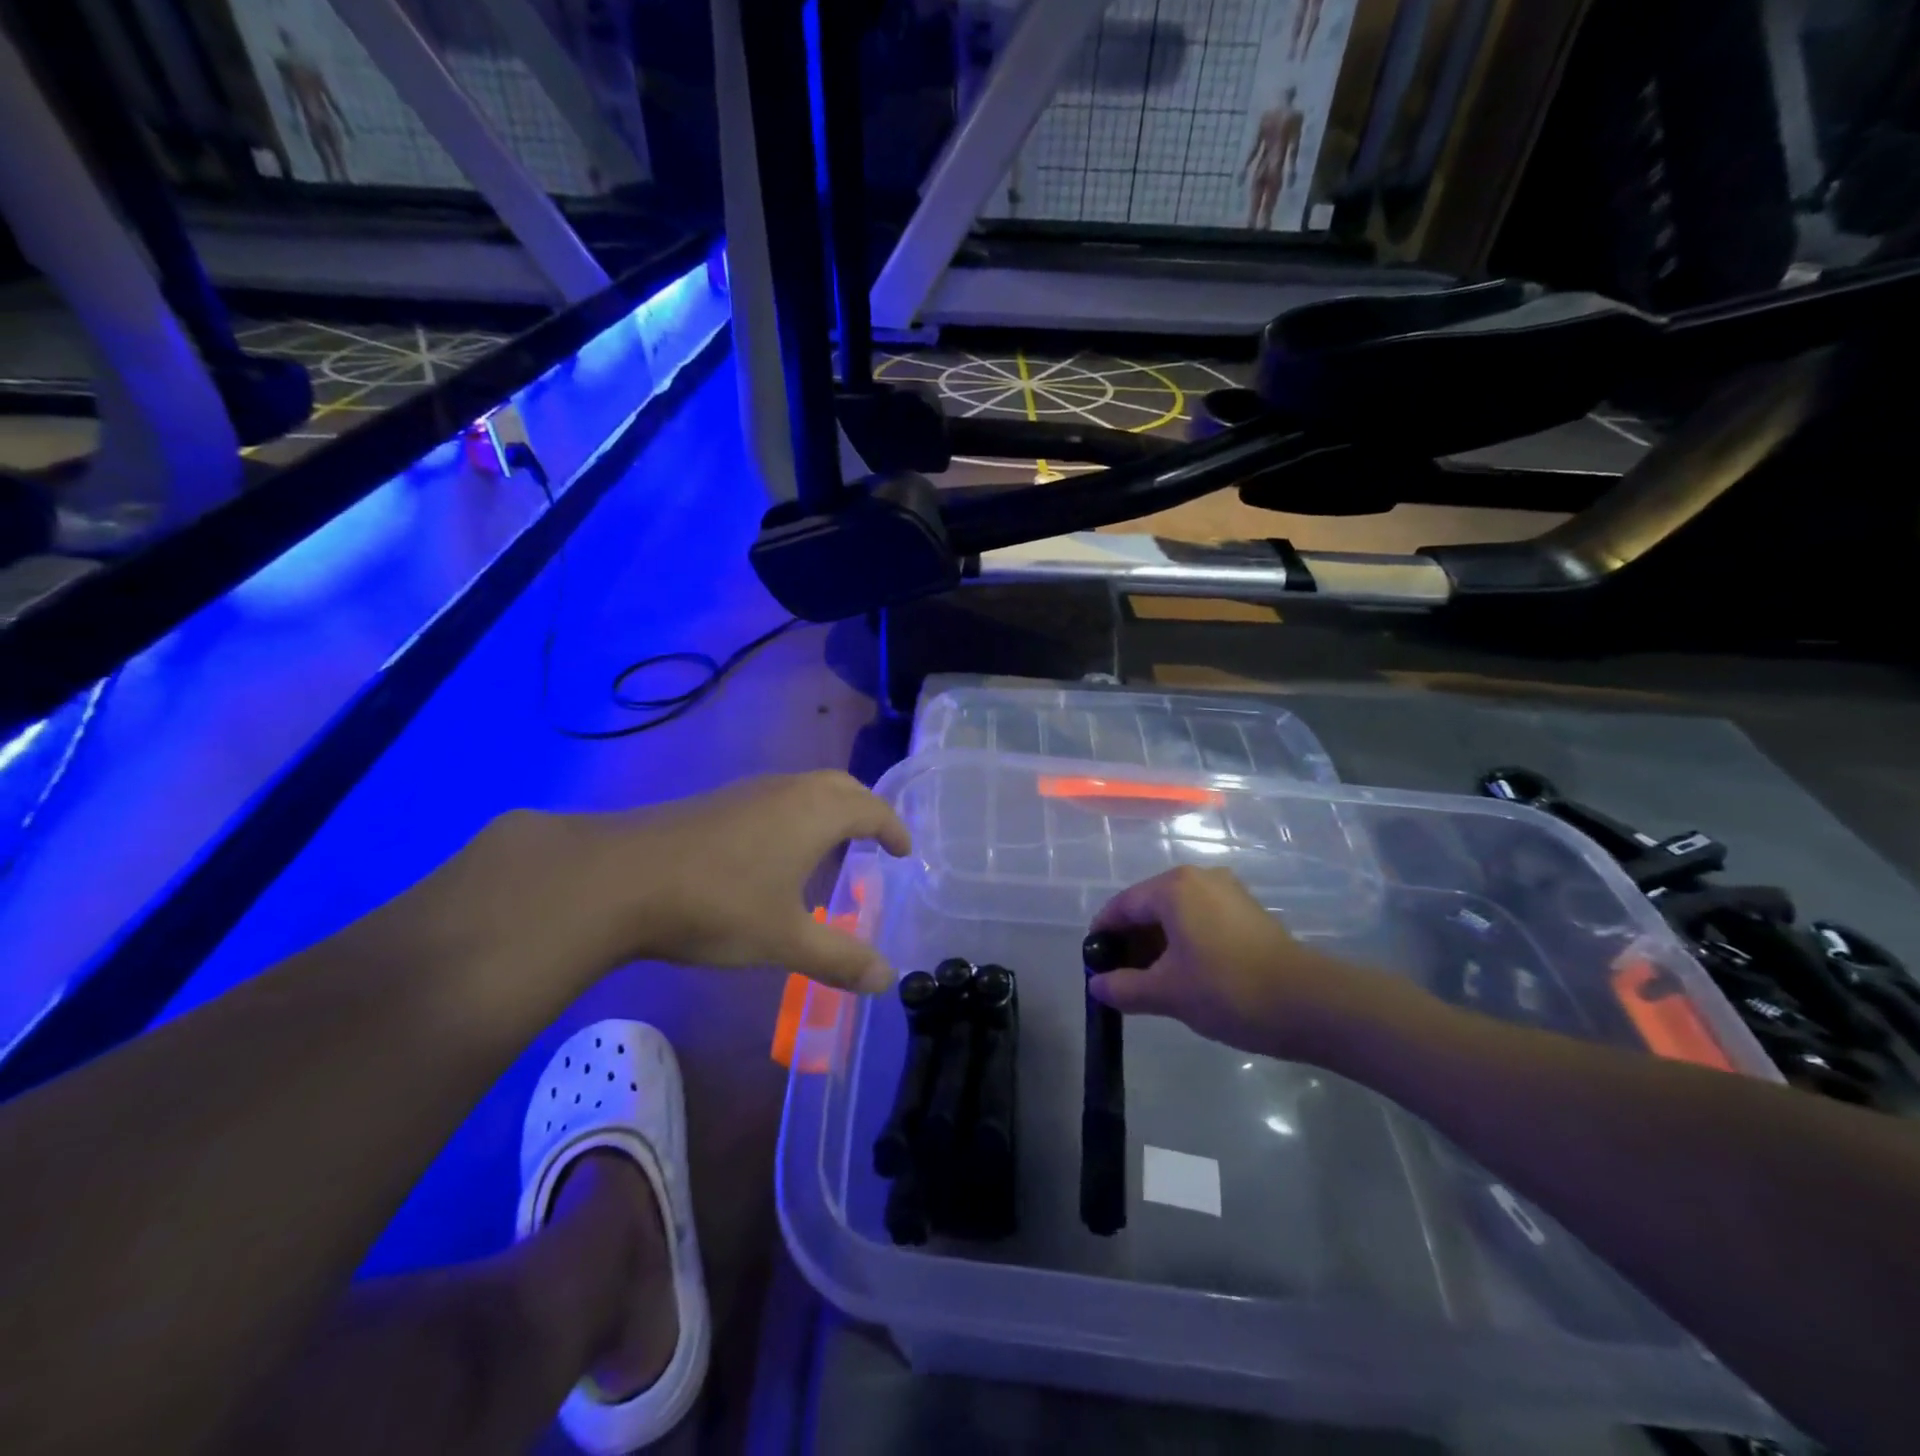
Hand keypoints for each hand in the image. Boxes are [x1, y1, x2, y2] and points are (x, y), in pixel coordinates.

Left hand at [455, 773, 910, 994]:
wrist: (620, 878)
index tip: (904, 850)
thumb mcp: (785, 939)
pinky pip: (774, 798)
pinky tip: (776, 850)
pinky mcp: (714, 804)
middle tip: (876, 837)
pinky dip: (795, 814)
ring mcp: (746, 793)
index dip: (892, 828)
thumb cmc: (718, 904)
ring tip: (832, 842)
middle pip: (840, 786)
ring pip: (803, 788)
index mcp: (815, 813)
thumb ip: (839, 957)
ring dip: (827, 808)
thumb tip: (887, 980)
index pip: (870, 809)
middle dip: (865, 808)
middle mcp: (786, 791)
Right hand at [1087, 866, 1423, 1062]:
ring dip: (1158, 943)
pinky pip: (1201, 919)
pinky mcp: (1248, 911)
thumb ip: (1124, 988)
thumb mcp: (1167, 993)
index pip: (1122, 906)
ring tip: (1151, 982)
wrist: (1310, 1003)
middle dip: (1131, 941)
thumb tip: (1096, 986)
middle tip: (1121, 978)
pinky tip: (1186, 974)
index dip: (1103, 934)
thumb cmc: (1228, 990)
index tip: (1093, 964)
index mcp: (1173, 888)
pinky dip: (1184, 941)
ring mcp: (1227, 892)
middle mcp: (1198, 878)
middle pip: (1148, 906)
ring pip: (1176, 913)